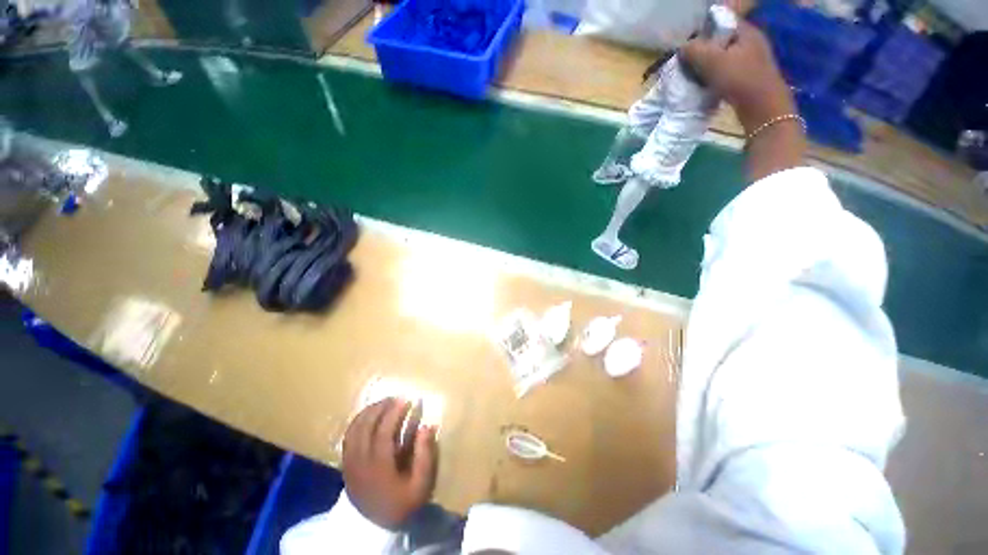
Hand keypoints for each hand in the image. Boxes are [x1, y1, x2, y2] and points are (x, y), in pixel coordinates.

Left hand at [342, 398, 437, 529]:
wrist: (373, 527)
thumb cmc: (401, 504)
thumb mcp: (420, 486)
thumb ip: (425, 455)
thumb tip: (427, 426)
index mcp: (379, 466)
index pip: (384, 431)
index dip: (395, 412)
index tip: (406, 399)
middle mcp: (361, 461)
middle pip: (366, 426)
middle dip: (381, 407)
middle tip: (395, 397)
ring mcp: (350, 462)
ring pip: (354, 428)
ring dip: (369, 411)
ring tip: (383, 402)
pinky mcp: (345, 463)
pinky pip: (348, 436)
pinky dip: (357, 420)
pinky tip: (368, 415)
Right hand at [682, 20, 794, 133]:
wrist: (762, 108)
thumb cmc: (739, 79)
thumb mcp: (712, 61)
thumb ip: (695, 50)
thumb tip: (682, 47)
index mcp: (746, 31)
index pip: (721, 21)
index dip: (703, 30)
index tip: (689, 46)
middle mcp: (752, 41)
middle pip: (721, 40)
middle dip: (704, 50)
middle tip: (689, 62)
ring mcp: (753, 60)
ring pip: (724, 57)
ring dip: (708, 65)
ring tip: (695, 76)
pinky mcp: (750, 77)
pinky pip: (728, 71)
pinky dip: (716, 76)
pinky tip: (707, 85)